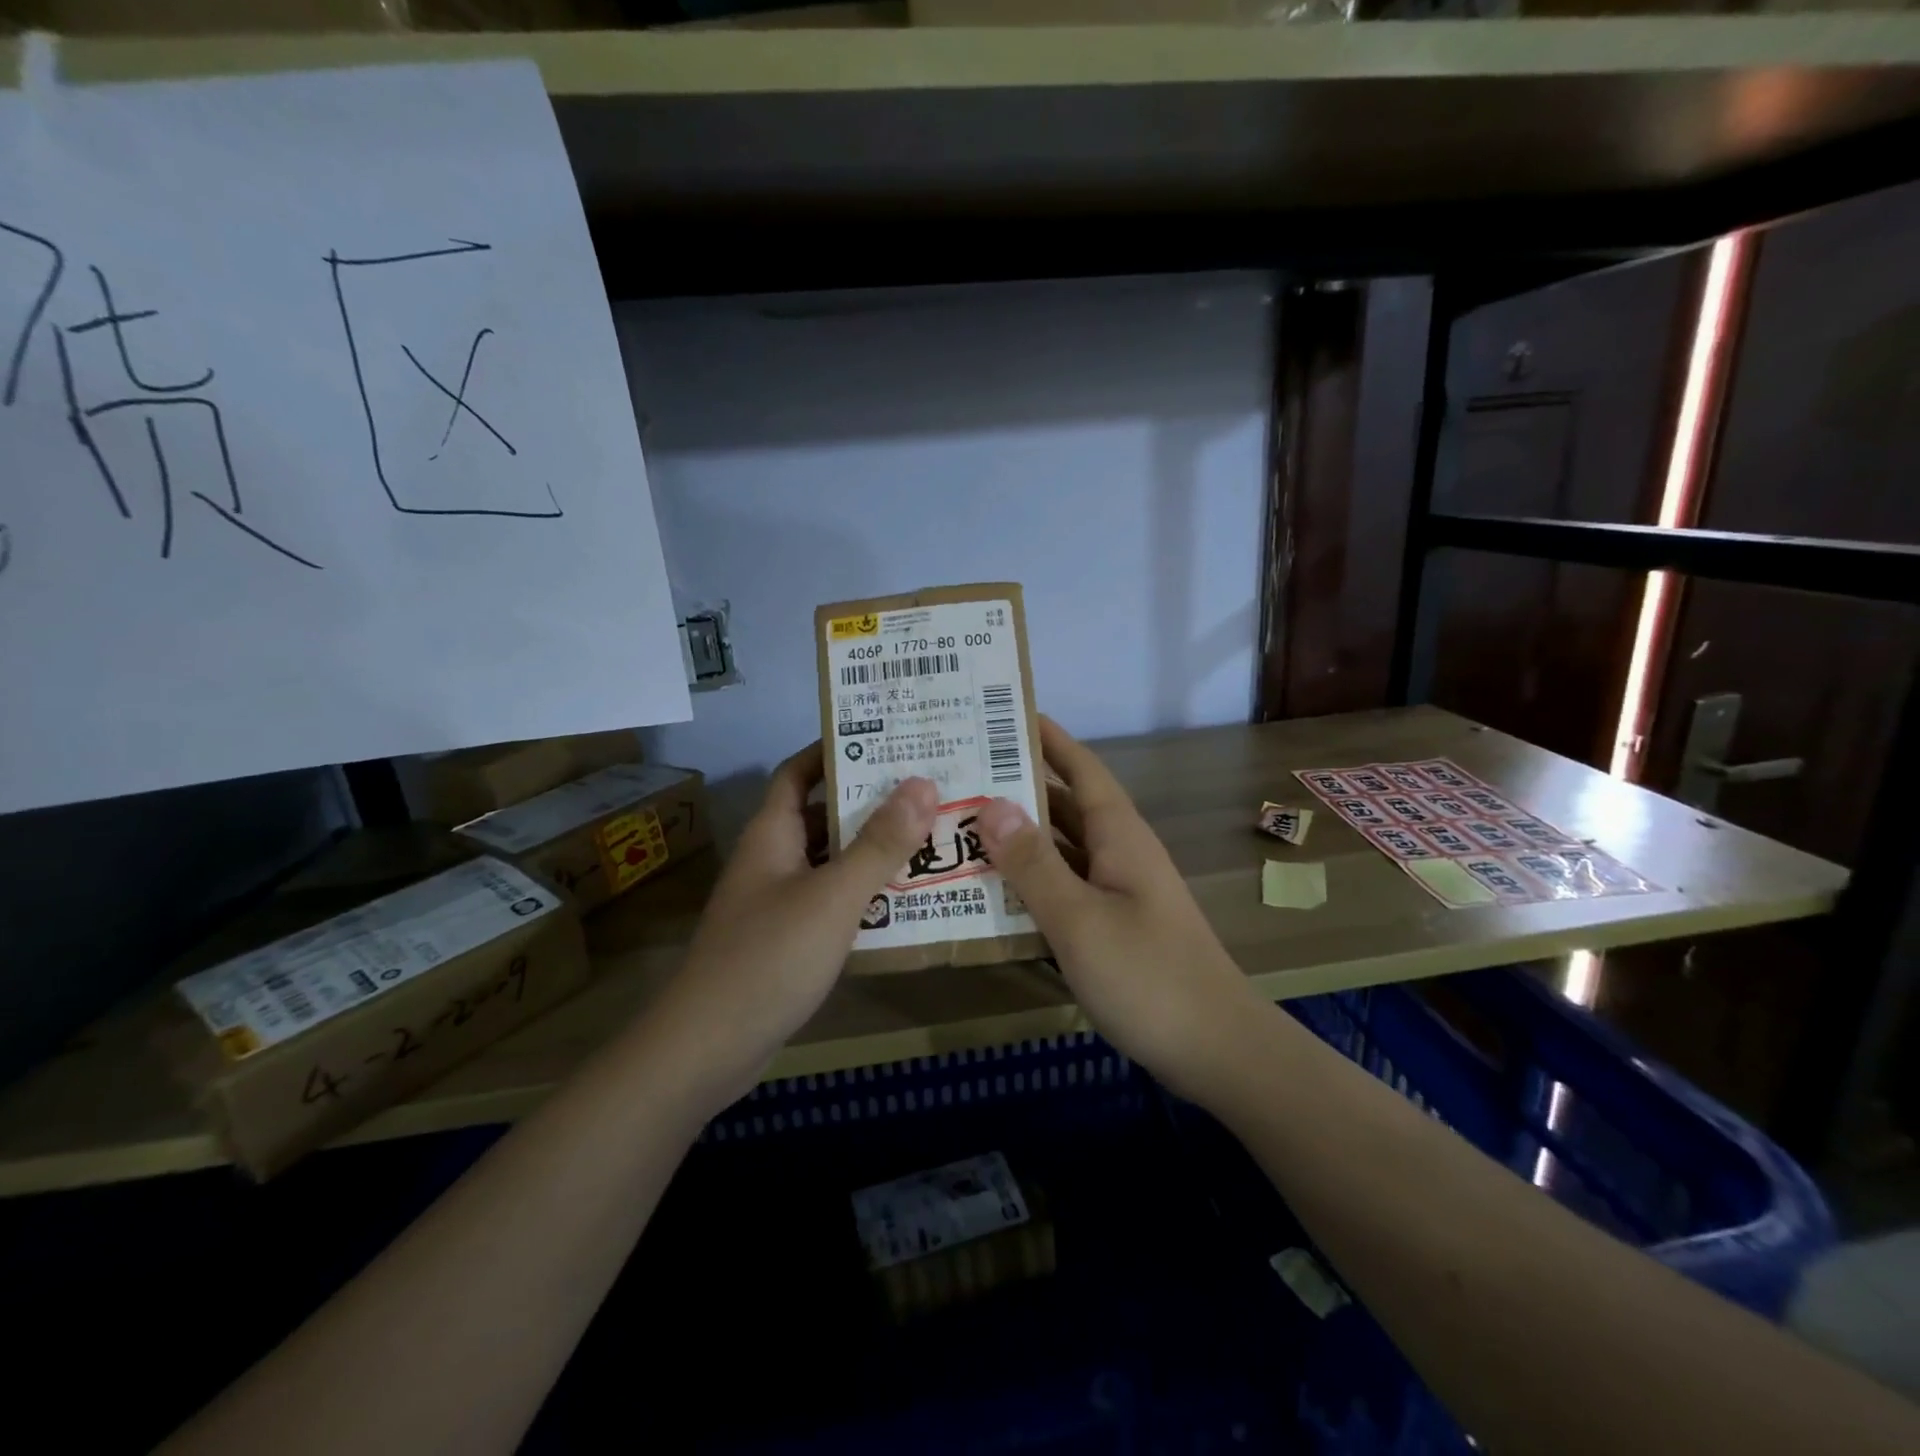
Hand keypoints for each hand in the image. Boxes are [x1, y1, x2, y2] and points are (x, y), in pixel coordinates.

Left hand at [648, 744, 937, 1108]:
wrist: (708, 1048)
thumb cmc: (769, 957)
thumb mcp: (833, 895)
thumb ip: (879, 843)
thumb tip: (923, 783)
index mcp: (773, 834)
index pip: (797, 771)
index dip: (833, 749)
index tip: (886, 738)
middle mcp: (772, 859)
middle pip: (823, 814)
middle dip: (871, 801)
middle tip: (929, 789)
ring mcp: (777, 901)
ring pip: (831, 860)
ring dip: (873, 849)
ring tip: (930, 836)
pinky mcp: (787, 940)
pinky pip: (832, 901)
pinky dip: (864, 894)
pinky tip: (906, 900)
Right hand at [974, 718, 1263, 1098]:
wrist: (1217, 1050)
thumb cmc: (1148, 976)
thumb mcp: (1080, 919)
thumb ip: (1034, 864)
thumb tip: (991, 803)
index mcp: (1119, 835)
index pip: (1080, 768)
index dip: (1047, 738)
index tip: (1003, 714)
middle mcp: (1119, 853)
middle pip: (1064, 806)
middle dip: (1017, 787)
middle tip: (960, 774)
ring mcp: (1118, 892)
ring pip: (1062, 850)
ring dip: (1020, 838)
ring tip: (963, 826)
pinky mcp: (1113, 926)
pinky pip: (1065, 888)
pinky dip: (1031, 882)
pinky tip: (994, 891)